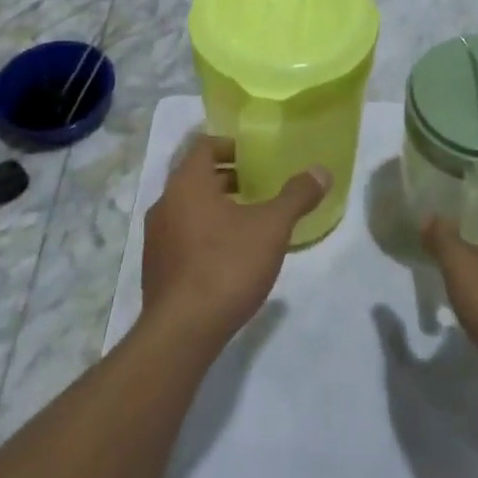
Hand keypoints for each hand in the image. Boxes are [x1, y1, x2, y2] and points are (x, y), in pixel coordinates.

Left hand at [141, 135, 329, 347]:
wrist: (182, 331)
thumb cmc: (227, 265)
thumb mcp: (271, 227)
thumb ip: (296, 196)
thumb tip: (321, 171)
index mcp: (187, 183)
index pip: (203, 146)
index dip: (228, 145)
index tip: (252, 156)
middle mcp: (165, 203)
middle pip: (195, 177)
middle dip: (226, 177)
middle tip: (257, 185)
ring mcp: (156, 238)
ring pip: (187, 207)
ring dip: (215, 206)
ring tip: (248, 219)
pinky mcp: (156, 268)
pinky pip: (181, 235)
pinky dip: (203, 232)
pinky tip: (228, 254)